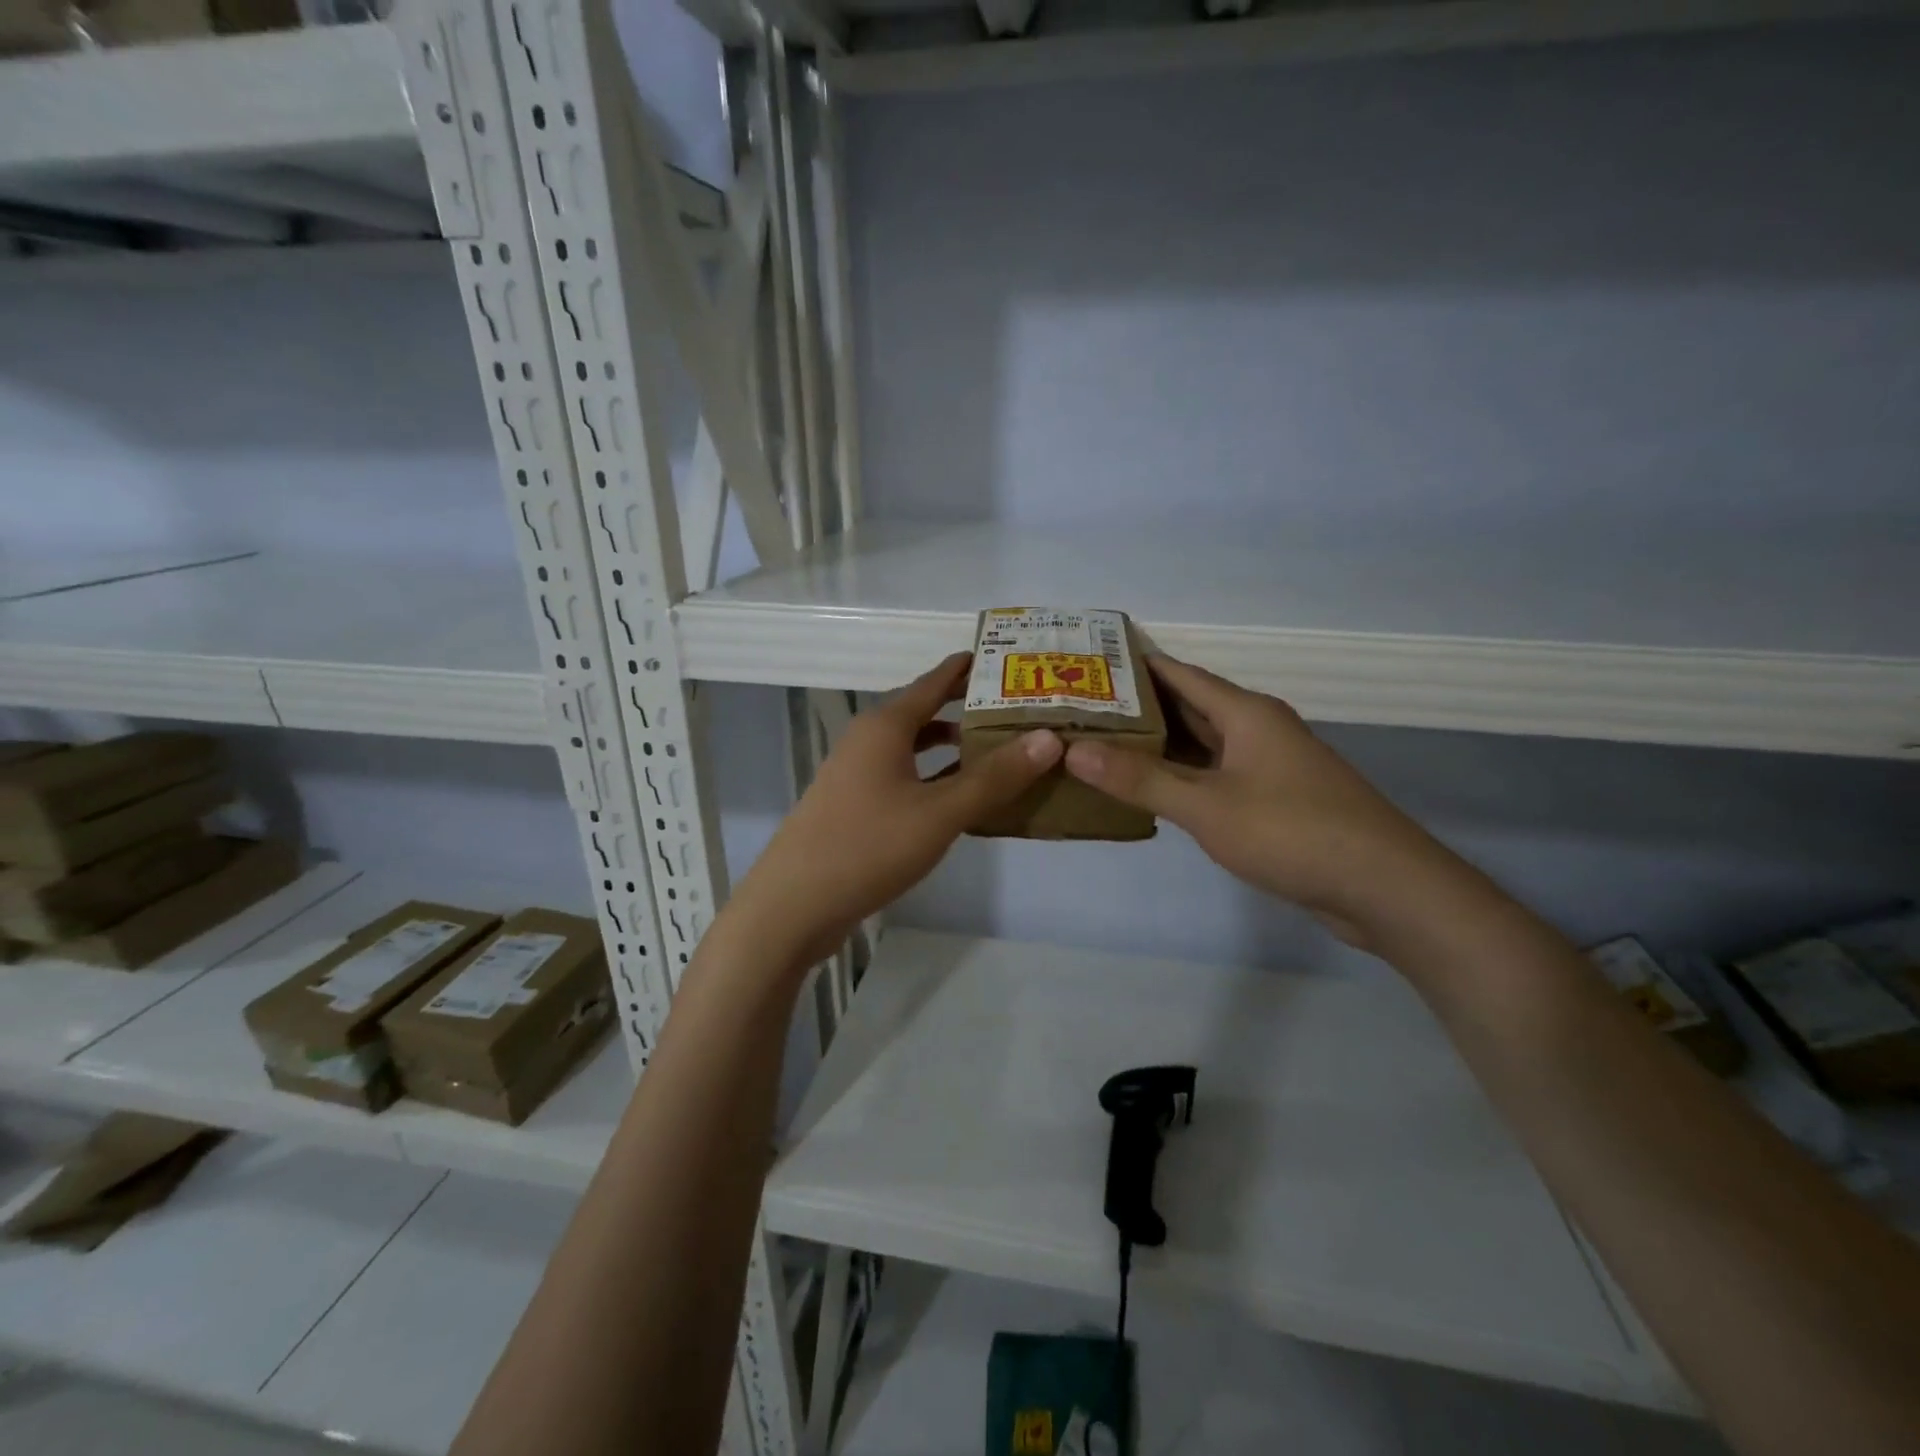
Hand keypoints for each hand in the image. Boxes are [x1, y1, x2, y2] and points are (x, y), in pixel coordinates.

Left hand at [728, 653, 1063, 968]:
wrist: (793, 905)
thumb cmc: (868, 847)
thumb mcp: (940, 812)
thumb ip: (994, 777)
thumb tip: (1048, 738)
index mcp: (885, 726)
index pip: (934, 681)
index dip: (969, 668)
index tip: (1009, 657)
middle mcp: (868, 740)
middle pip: (925, 711)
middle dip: (968, 708)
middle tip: (1018, 707)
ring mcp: (857, 773)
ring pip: (913, 747)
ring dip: (952, 746)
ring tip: (998, 749)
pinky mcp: (855, 805)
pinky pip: (904, 776)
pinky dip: (934, 776)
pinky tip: (961, 795)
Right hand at [1062, 654, 1463, 946]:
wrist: (1384, 887)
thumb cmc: (1292, 832)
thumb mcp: (1207, 806)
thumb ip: (1141, 779)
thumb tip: (1074, 751)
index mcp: (1246, 713)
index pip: (1180, 674)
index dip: (1136, 664)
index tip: (1089, 660)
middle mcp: (1258, 729)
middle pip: (1189, 707)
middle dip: (1138, 707)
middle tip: (1082, 708)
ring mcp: (1269, 765)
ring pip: (1203, 744)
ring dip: (1159, 744)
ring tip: (1102, 744)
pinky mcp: (1275, 799)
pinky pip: (1216, 775)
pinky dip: (1182, 776)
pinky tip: (1150, 789)